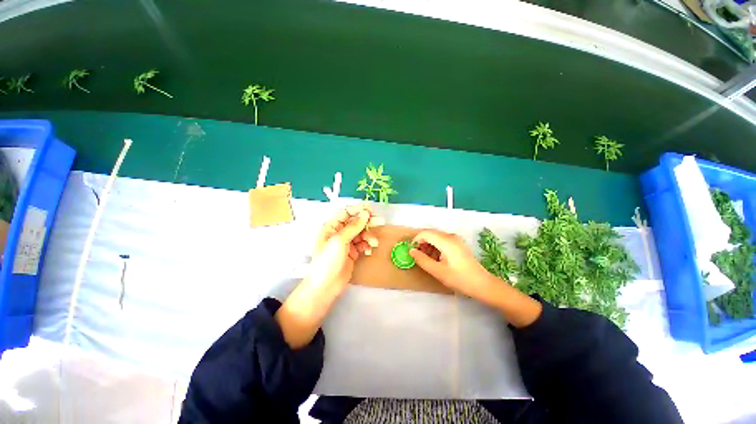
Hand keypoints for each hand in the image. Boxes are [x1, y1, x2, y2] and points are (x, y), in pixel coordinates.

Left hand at [276, 203, 382, 348]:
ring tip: (374, 243)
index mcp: (331, 227)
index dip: (358, 210)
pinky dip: (367, 246)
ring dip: (369, 236)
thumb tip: (365, 213)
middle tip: (380, 221)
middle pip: (355, 222)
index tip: (371, 209)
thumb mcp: (340, 240)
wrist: (325, 287)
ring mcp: (346, 243)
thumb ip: (353, 226)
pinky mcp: (352, 253)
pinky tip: (368, 251)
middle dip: (367, 222)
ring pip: (361, 234)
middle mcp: (338, 233)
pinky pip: (362, 245)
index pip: (346, 213)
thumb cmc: (328, 261)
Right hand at [409, 229, 496, 299]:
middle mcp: (451, 236)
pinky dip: (435, 247)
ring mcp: (456, 239)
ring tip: (426, 259)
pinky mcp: (458, 244)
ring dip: (428, 245)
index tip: (411, 251)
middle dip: (421, 243)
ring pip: (436, 237)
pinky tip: (435, 258)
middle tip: (417, 256)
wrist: (482, 284)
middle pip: (430, 234)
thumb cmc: (459, 279)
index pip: (425, 233)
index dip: (416, 240)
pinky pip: (442, 241)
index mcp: (446, 241)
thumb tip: (411, 251)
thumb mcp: (438, 271)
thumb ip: (422, 260)